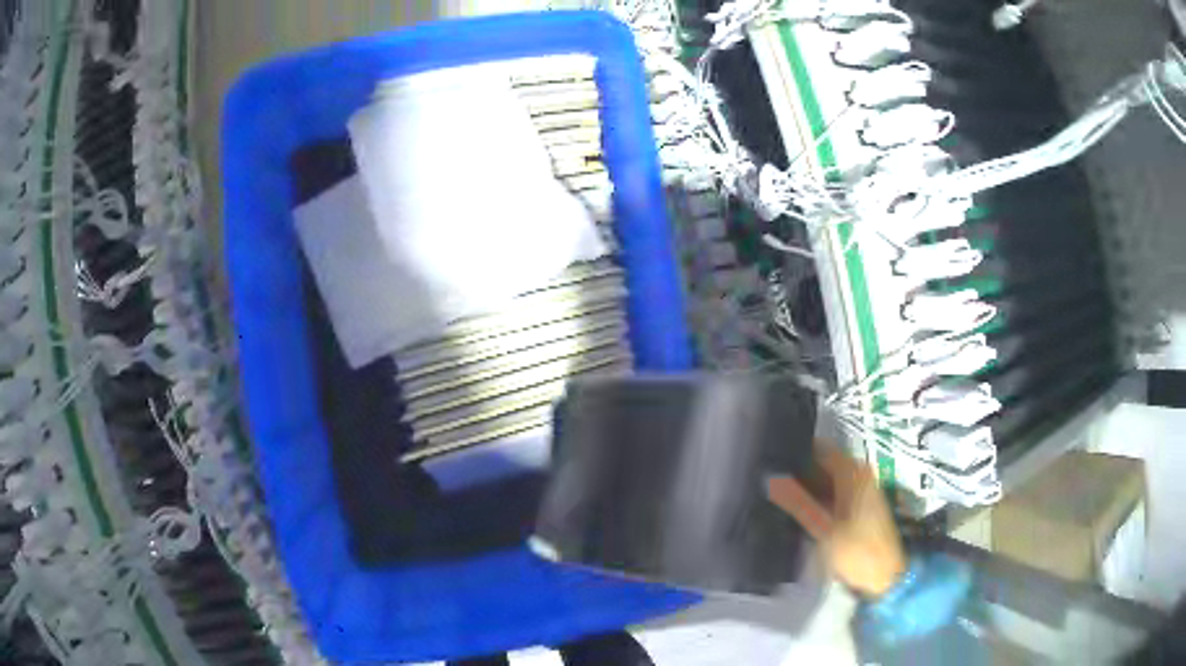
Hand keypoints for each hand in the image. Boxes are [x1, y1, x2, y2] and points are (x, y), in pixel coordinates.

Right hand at [766, 443, 906, 597]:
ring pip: (825, 480)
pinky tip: (796, 510)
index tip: (767, 463)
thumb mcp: (822, 529)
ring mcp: (860, 489)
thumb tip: (770, 477)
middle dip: (797, 473)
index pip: (819, 449)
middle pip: (822, 464)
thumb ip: (797, 502)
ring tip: (775, 496)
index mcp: (853, 471)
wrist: (884, 577)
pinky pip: (832, 493)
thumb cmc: (856, 551)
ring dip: (804, 488)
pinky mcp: (858, 505)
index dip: (794, 454)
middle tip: (766, 483)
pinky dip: (815, 499)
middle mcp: (859, 473)